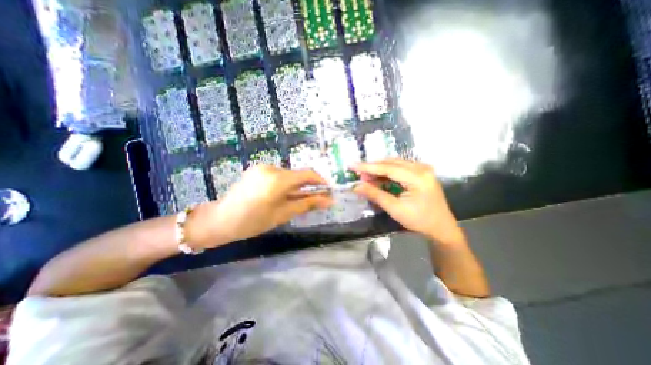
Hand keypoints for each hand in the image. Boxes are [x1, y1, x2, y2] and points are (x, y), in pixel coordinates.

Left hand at [187, 166, 331, 247]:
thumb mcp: (283, 214)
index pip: (307, 174)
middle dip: (308, 186)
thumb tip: (329, 200)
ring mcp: (262, 167)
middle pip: (298, 174)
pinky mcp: (257, 169)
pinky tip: (281, 195)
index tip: (328, 190)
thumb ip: (307, 204)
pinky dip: (286, 184)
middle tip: (314, 199)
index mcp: (278, 180)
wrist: (220, 219)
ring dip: (296, 186)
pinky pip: (278, 175)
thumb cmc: (252, 222)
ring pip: (289, 175)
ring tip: (295, 200)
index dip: (321, 181)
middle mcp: (271, 168)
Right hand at [353, 158, 465, 244]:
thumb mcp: (395, 209)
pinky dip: (387, 172)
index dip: (368, 167)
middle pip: (390, 163)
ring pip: (394, 164)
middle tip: (357, 174)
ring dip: (379, 169)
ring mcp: (422, 168)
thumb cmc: (419, 220)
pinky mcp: (421, 172)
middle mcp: (421, 168)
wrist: (441, 227)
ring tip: (365, 177)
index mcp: (417, 177)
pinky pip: (400, 167)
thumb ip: (375, 195)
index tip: (352, 165)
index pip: (387, 168)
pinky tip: (378, 178)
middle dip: (372, 168)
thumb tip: (356, 186)